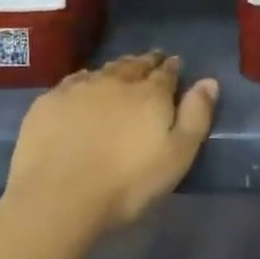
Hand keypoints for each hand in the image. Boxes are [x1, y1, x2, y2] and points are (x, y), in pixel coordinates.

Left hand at [4, 52, 218, 236]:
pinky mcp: (49, 102)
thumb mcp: (176, 157)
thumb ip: (196, 116)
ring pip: (104, 70)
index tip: (175, 64)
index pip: (166, 72)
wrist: (58, 197)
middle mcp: (116, 81)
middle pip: (134, 65)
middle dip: (145, 61)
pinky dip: (83, 81)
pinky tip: (82, 87)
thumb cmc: (127, 183)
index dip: (172, 67)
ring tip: (121, 71)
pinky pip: (72, 81)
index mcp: (149, 94)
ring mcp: (79, 88)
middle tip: (151, 61)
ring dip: (116, 69)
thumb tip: (209, 81)